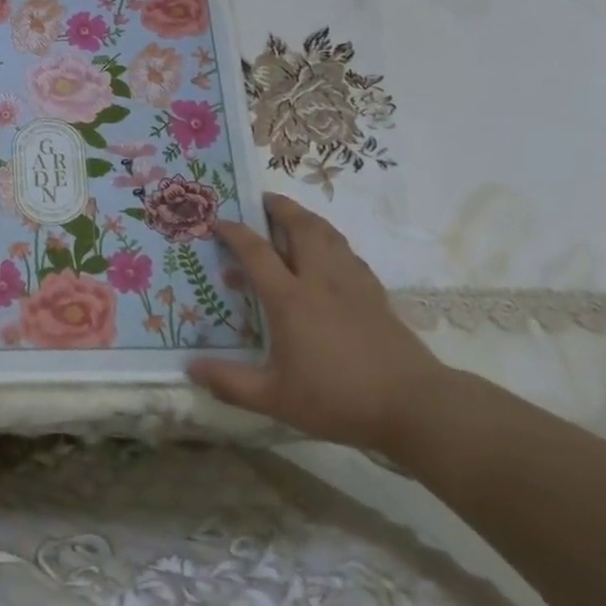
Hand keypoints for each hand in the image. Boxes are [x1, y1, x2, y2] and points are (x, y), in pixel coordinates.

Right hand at [187, 193, 449, 454]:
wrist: (414, 406)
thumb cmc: (338, 399)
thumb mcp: (275, 398)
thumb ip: (231, 382)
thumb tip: (190, 368)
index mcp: (290, 298)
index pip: (256, 251)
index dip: (234, 232)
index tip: (217, 221)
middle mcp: (319, 280)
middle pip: (301, 227)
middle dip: (280, 207)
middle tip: (263, 199)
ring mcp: (352, 285)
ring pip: (329, 235)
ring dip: (308, 218)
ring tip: (294, 216)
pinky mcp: (376, 295)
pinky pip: (349, 254)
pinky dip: (333, 243)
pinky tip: (330, 254)